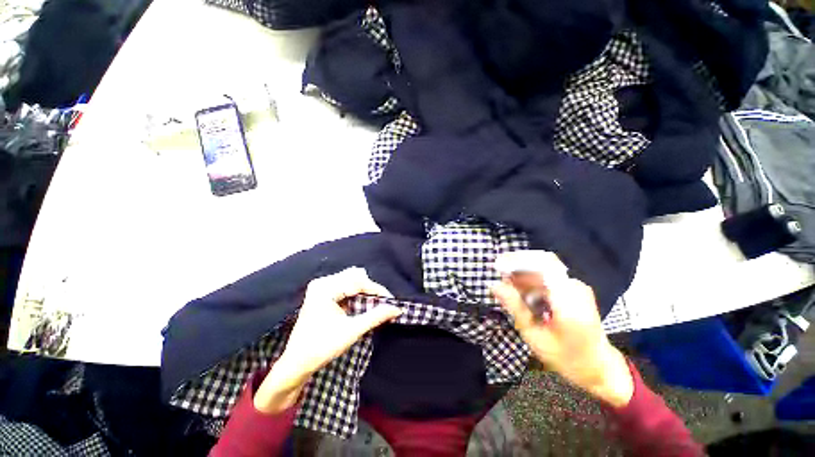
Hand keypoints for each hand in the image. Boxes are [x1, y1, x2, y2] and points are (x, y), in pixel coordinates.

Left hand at [254, 267, 401, 412]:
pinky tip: (361, 303)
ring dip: (364, 291)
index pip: (358, 281)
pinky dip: (356, 293)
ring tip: (374, 304)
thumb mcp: (352, 331)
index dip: (377, 290)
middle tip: (382, 303)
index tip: (391, 301)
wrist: (296, 363)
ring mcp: (321, 287)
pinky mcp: (322, 293)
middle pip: (355, 277)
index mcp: (325, 288)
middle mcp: (322, 282)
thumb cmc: (321, 347)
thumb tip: (397, 308)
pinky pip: (345, 286)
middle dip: (371, 290)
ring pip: (351, 280)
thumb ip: (376, 316)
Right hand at [492, 251, 633, 407]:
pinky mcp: (574, 288)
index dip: (518, 260)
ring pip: (544, 268)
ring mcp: (577, 286)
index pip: (544, 265)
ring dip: (524, 275)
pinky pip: (549, 276)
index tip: (498, 265)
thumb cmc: (565, 357)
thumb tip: (494, 285)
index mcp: (569, 301)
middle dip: (517, 268)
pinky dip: (532, 281)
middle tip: (501, 281)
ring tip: (509, 290)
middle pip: (542, 264)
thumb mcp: (535, 336)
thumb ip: (515, 307)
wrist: (598, 366)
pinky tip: (523, 294)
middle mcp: (575, 287)